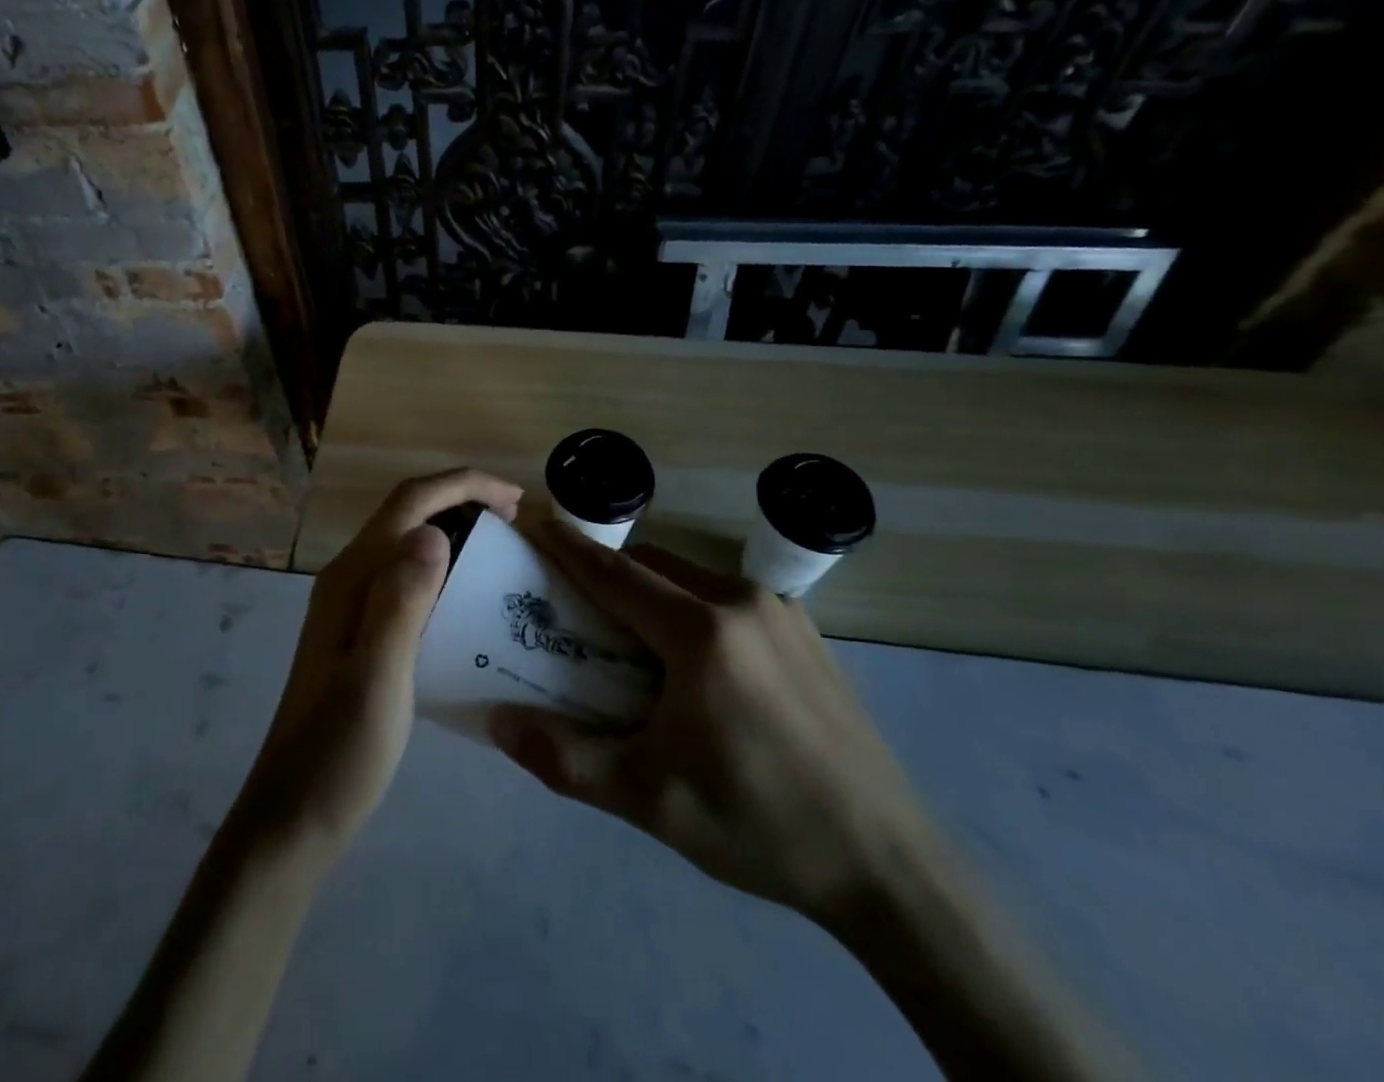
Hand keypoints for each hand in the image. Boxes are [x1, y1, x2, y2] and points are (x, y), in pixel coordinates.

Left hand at [235, 468, 522, 857]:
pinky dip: (443, 566)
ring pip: (406, 542)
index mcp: (353, 576)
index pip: (410, 502)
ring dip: (454, 530)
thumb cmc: (340, 751)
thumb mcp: (378, 675)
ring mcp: (350, 605)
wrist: (293, 816)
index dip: (464, 485)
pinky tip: (468, 598)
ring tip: (501, 551)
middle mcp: (349, 577)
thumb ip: (401, 600)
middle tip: (517, 523)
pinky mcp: (358, 631)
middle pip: (408, 512)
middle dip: (463, 501)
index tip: (516, 500)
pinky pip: (405, 575)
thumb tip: (433, 530)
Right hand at [489, 519, 935, 926]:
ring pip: (690, 577)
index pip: (614, 573)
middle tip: (570, 604)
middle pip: (651, 565)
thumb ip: (565, 758)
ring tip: (628, 639)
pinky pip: (727, 597)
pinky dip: (690, 607)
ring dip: (649, 590)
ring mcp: (781, 612)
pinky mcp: (805, 631)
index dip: (567, 545)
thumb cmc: (758, 825)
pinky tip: (693, 663)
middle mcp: (740, 602)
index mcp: (701, 633)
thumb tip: (496, 721)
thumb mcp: (650, 799)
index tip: (532, 519)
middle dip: (605, 572)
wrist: (887, 864)